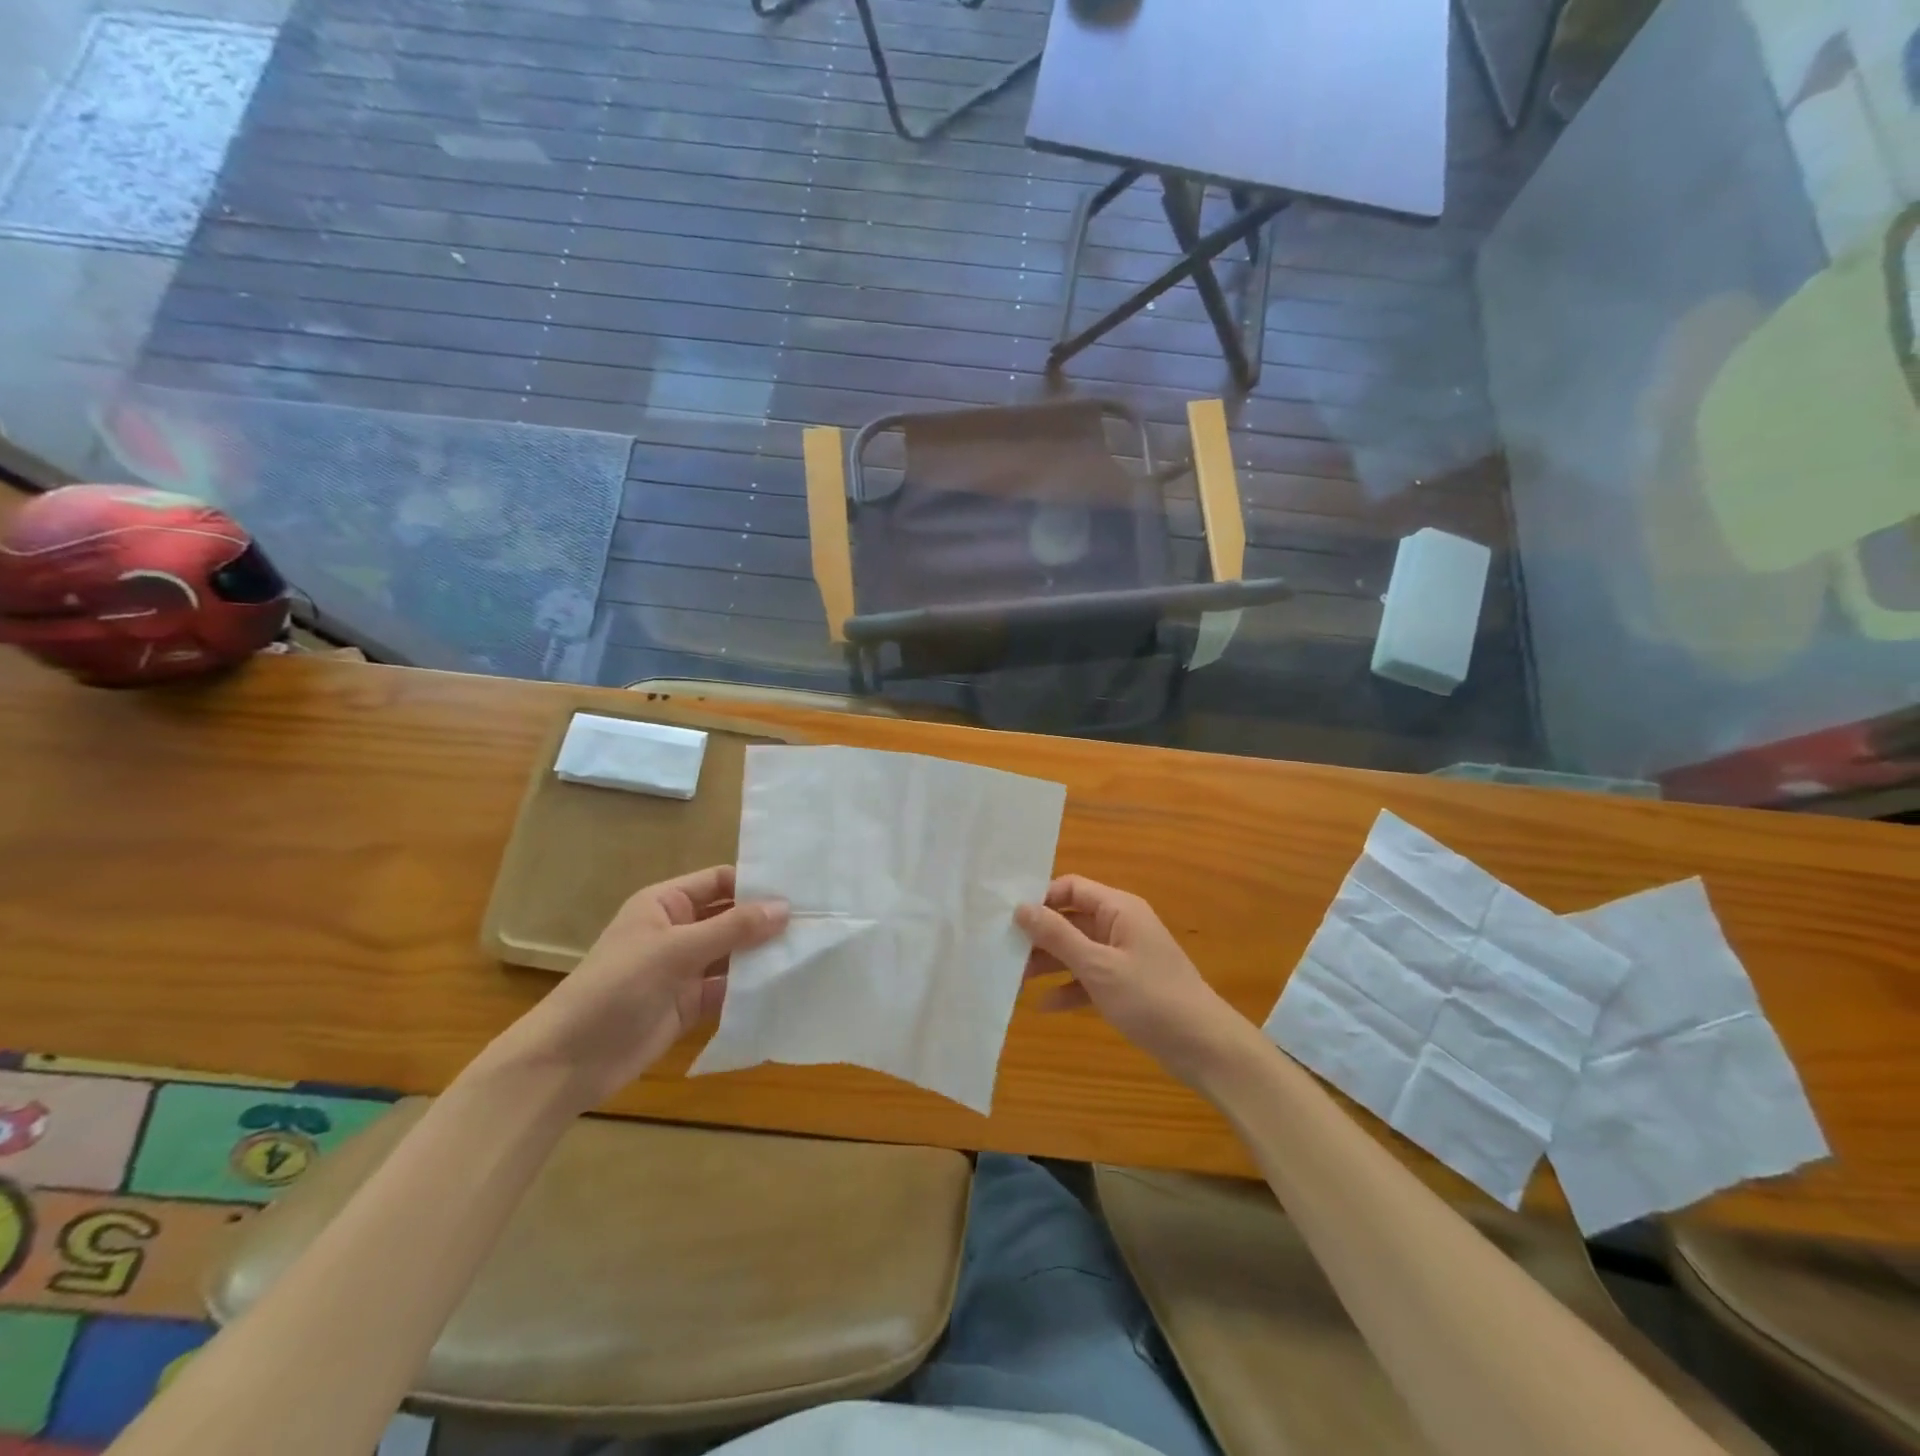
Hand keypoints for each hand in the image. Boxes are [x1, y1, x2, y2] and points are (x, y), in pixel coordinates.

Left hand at [476, 866, 787, 1109]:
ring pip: (733, 954)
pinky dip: (752, 988)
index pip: (720, 882)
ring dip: (763, 955)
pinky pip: (728, 989)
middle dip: (766, 920)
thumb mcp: (675, 950)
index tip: (801, 888)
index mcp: (666, 904)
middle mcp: (677, 931)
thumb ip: (732, 929)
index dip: (756, 883)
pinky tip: (786, 986)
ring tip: (811, 950)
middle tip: (817, 920)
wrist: (567, 1061)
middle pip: (730, 918)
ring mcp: (683, 969)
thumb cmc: (616, 988)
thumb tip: (785, 908)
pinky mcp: (689, 1004)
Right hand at [1016, 875, 1254, 1086]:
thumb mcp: (1097, 966)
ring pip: (1077, 950)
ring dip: (1049, 964)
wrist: (1203, 1047)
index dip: (1041, 899)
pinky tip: (1044, 1006)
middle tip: (1004, 953)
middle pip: (1071, 920)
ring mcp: (1123, 956)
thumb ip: (1057, 935)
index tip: (1010, 920)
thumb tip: (1021, 907)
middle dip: (1039, 936)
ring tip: (1015, 981)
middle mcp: (1120, 925)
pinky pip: (1089, 978)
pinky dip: (1069, 988)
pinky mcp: (1125, 985)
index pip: (1071, 888)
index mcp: (1118, 909)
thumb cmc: (1150, 997)